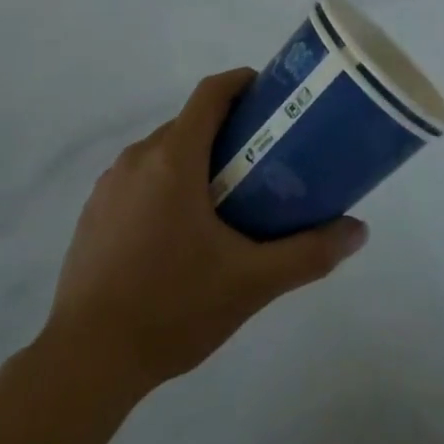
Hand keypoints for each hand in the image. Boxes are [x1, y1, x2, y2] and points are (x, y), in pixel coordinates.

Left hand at [44, 69, 368, 393]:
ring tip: (226, 202)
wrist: (85, 361)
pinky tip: (179, 236)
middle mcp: (137, 158)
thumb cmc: (172, 307)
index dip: (241, 82)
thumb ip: (308, 253)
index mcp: (174, 158)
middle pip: (189, 123)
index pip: (210, 93)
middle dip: (226, 131)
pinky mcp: (92, 213)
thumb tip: (358, 231)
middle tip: (262, 161)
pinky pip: (138, 179)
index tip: (270, 95)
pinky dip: (165, 186)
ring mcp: (109, 185)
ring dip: (195, 161)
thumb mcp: (251, 282)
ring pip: (162, 152)